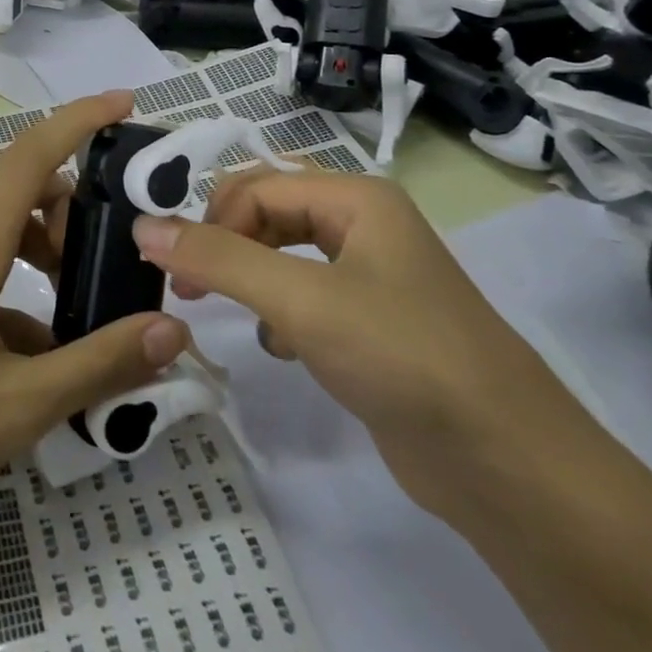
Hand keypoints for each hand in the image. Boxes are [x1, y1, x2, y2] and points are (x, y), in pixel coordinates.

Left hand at [0, 91, 188, 508]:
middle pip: (27, 179)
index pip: (32, 153)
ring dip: (56, 238)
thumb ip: (99, 364)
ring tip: (92, 290)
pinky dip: (31, 275)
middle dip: (81, 193)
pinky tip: (50, 345)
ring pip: (12, 218)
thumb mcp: (20, 403)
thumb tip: (173, 331)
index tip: (128, 103)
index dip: (81, 118)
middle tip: (125, 236)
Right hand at [130, 169, 579, 516]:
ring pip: (284, 254)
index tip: (172, 267)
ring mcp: (372, 275)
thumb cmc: (402, 356)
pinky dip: (279, 311)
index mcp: (357, 198)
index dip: (209, 219)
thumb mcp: (300, 300)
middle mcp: (364, 225)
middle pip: (269, 211)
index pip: (257, 185)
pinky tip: (278, 347)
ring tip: (221, 307)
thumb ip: (217, 260)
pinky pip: (306, 295)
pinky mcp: (373, 324)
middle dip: (225, 242)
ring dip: (248, 275)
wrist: (508, 466)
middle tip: (187, 285)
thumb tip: (142, 227)